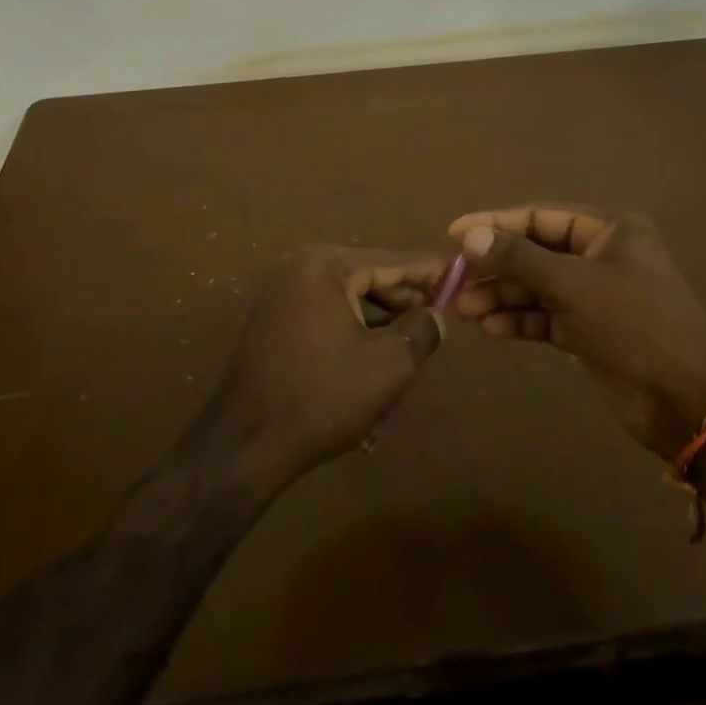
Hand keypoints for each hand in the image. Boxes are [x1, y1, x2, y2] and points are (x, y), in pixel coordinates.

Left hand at [198, 247, 445, 491]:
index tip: (460, 274)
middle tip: (440, 314)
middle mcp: (300, 267)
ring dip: (379, 313)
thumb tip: (436, 316)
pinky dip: (352, 324)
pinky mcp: (271, 319)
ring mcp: (281, 293)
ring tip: (412, 337)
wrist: (245, 443)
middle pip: (367, 273)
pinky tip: (374, 350)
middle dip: (404, 295)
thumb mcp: (388, 365)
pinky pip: (324, 310)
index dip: (429, 271)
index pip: (391, 261)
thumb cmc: (322, 397)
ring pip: (346, 294)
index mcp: (326, 266)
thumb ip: (421, 331)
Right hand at [447, 206, 705, 460]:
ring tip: (465, 309)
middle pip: (535, 253)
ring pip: (536, 288)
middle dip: (496, 267)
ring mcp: (595, 296)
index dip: (496, 223)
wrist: (689, 401)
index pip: (540, 216)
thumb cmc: (635, 324)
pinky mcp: (589, 332)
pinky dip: (519, 321)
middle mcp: (600, 256)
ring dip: (502, 296)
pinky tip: (489, 329)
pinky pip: (545, 318)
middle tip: (454, 280)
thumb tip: (469, 236)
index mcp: (608, 230)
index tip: (454, 234)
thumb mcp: (573, 284)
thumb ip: (518, 258)